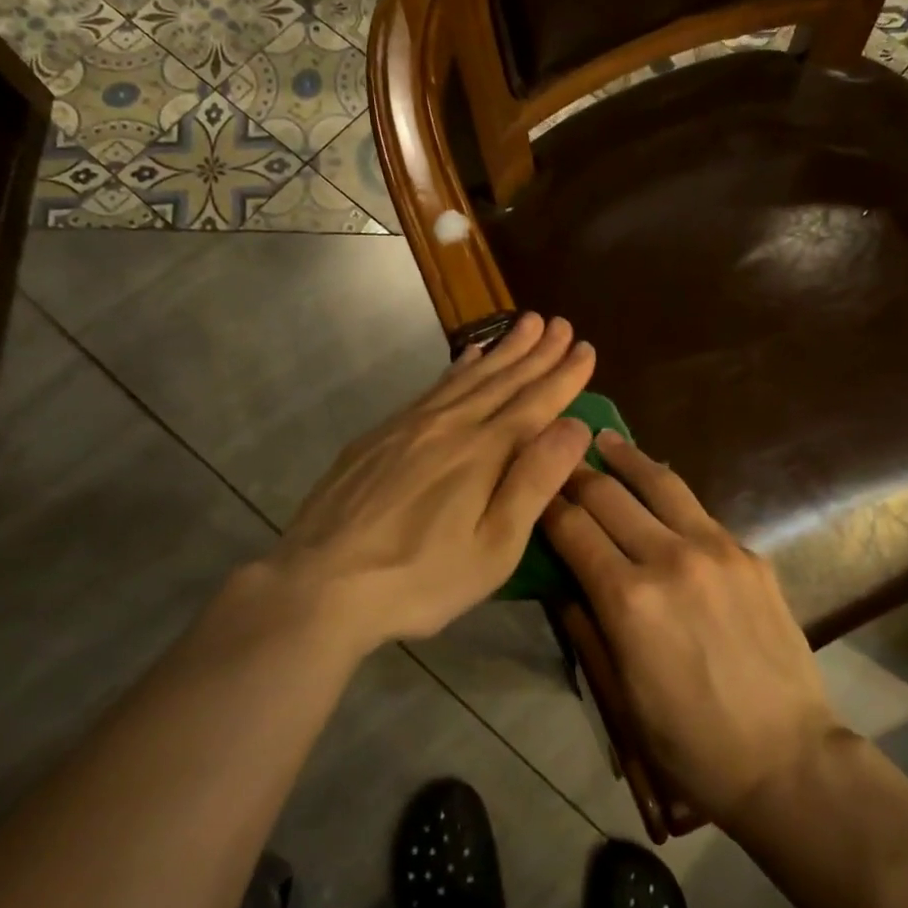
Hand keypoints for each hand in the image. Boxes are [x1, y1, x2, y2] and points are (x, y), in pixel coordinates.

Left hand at [233, 313, 594, 655]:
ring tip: (525, 324)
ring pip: (466, 377)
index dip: (564, 376)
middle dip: (537, 352)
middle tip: (561, 324)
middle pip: (502, 380)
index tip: (586, 348)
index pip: (535, 403)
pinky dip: (457, 368)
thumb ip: (534, 482)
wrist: (320, 584)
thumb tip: (575, 426)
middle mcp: (450, 425)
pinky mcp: (379, 436)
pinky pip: (432, 388)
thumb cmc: (420, 579)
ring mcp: (409, 426)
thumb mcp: (493, 547)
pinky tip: (466, 358)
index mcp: (484, 453)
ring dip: (501, 350)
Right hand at [542, 433, 847, 830]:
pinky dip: (667, 490)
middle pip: (609, 495)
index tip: (531, 485)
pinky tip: (656, 485)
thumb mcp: (619, 696)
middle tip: (558, 456)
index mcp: (628, 599)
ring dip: (625, 458)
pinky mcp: (748, 554)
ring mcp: (716, 550)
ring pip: (659, 484)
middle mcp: (670, 558)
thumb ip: (585, 627)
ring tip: (604, 438)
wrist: (787, 759)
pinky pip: (698, 509)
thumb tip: (561, 581)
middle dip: (576, 474)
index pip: (572, 528)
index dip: (545, 503)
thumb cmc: (689, 744)